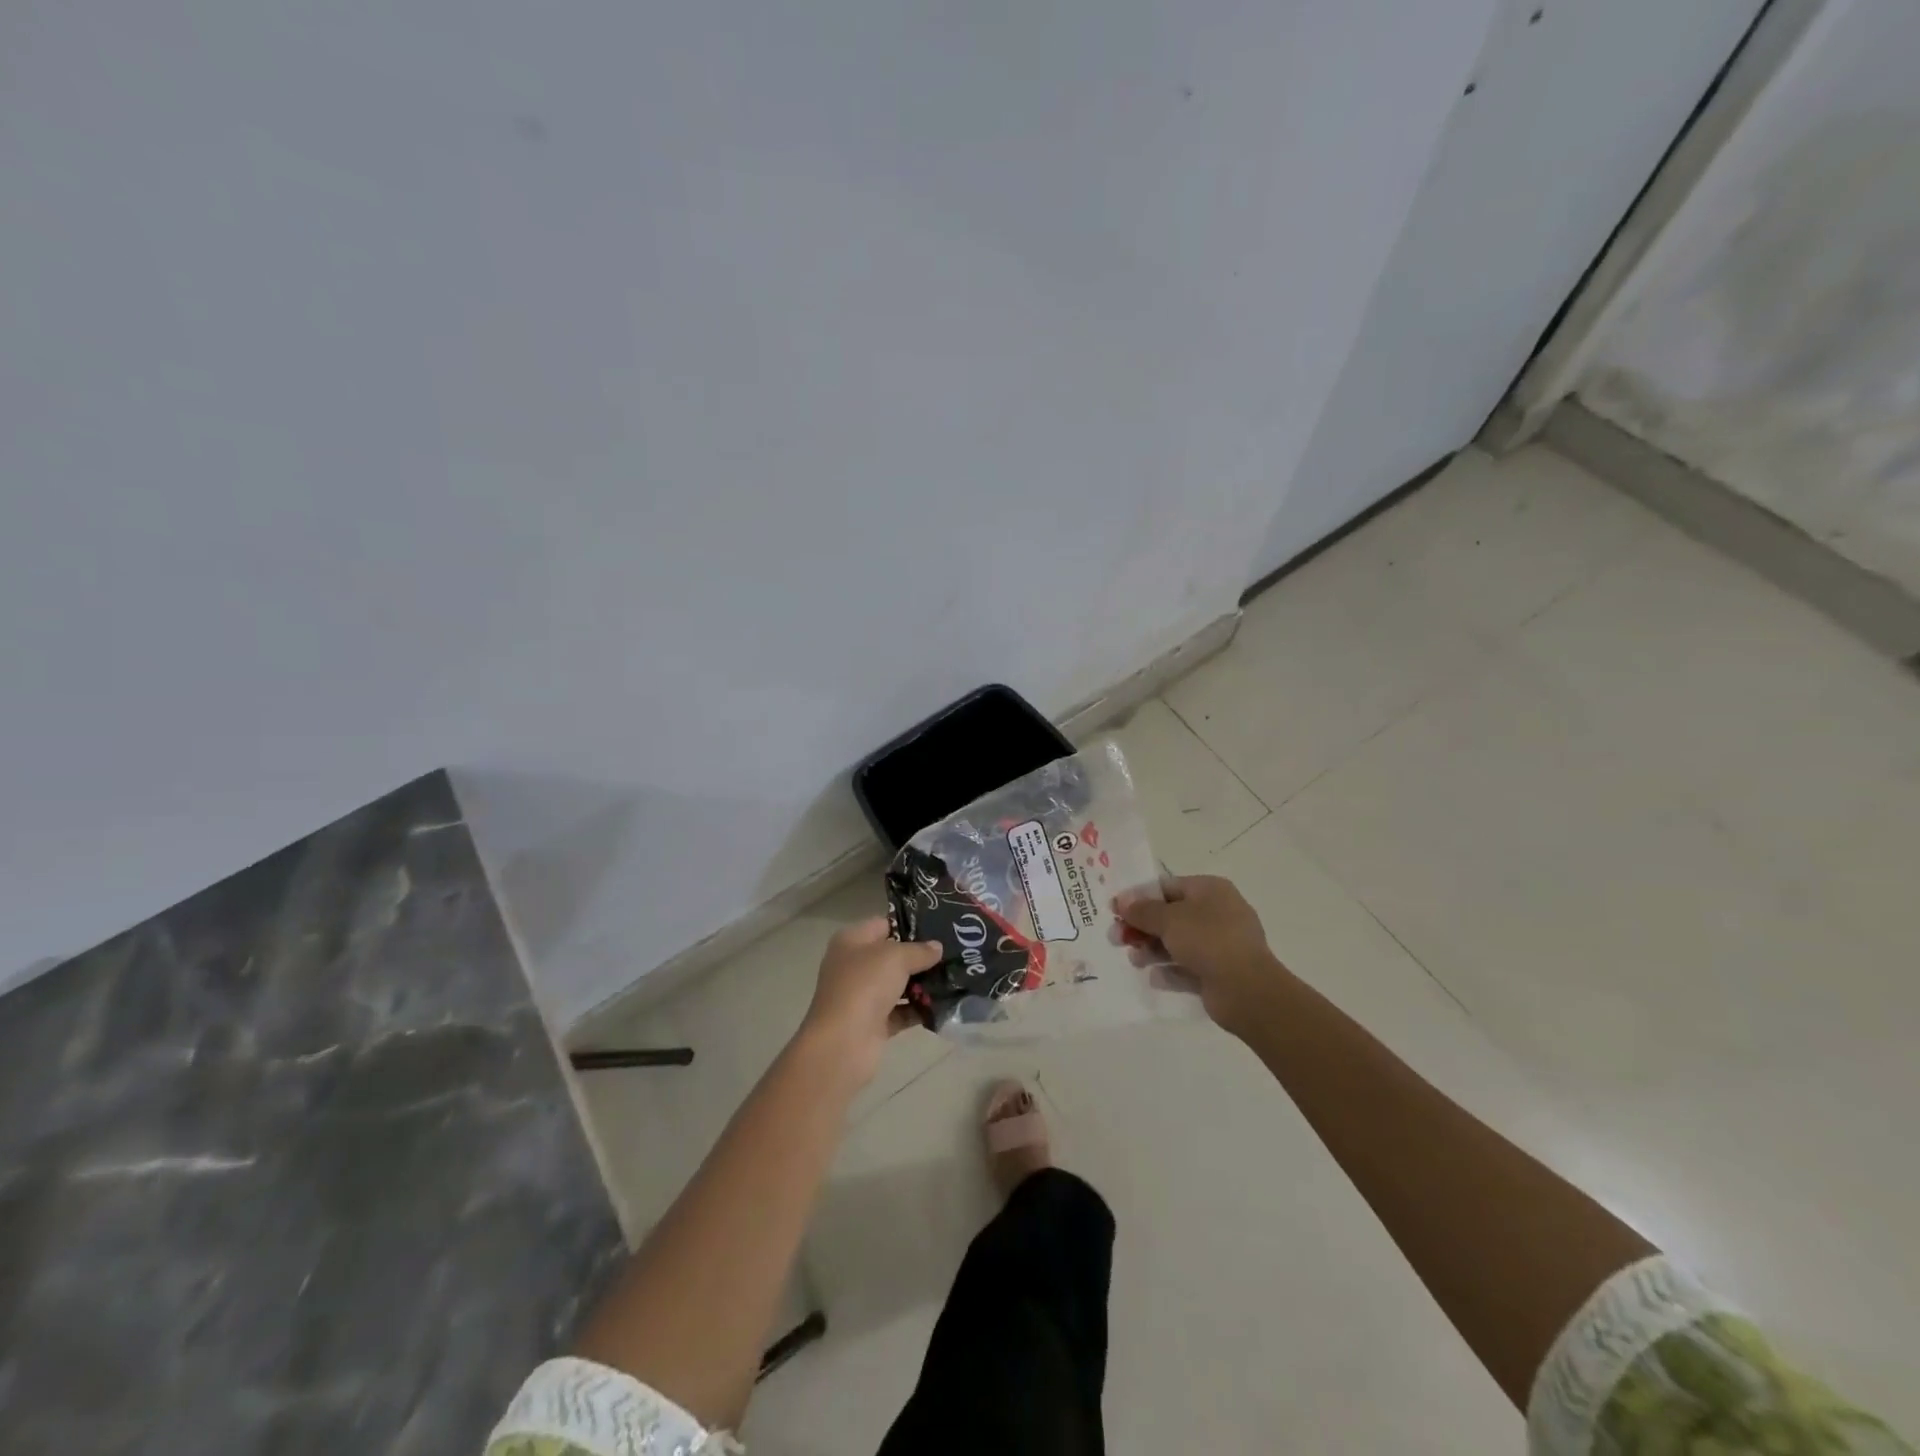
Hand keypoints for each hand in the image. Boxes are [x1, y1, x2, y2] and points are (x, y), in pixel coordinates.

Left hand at [800, 917, 942, 1083]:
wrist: (843, 1043)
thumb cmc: (865, 986)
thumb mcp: (896, 957)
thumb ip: (919, 950)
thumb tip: (936, 947)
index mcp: (852, 941)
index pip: (884, 924)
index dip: (910, 925)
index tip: (939, 928)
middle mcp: (854, 966)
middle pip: (892, 956)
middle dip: (921, 956)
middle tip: (953, 954)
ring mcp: (863, 996)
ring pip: (898, 984)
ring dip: (923, 984)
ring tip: (954, 978)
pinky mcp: (874, 1023)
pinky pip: (902, 1011)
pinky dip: (919, 1009)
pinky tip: (944, 1005)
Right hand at [1116, 875, 1288, 1038]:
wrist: (1247, 990)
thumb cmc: (1208, 940)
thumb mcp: (1169, 919)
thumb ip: (1142, 910)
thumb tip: (1122, 901)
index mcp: (1210, 891)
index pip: (1167, 887)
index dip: (1139, 897)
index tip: (1114, 909)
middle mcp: (1217, 914)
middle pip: (1170, 916)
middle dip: (1141, 927)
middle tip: (1116, 938)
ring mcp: (1220, 945)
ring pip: (1177, 943)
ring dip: (1152, 950)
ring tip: (1134, 960)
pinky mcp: (1219, 973)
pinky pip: (1188, 968)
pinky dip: (1170, 972)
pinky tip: (1154, 978)